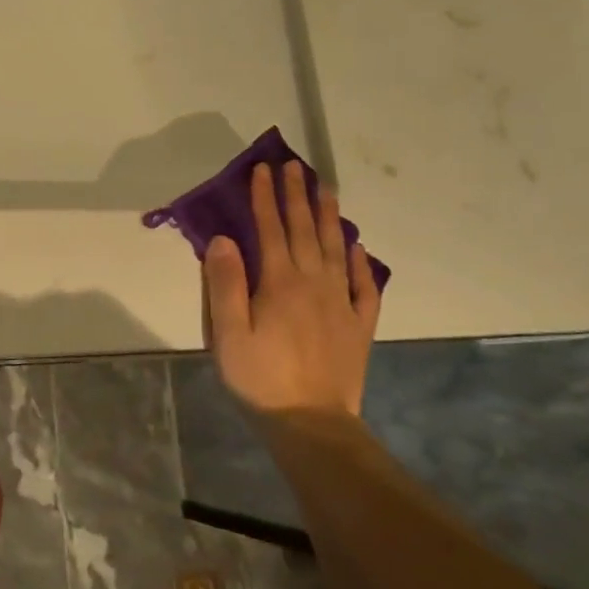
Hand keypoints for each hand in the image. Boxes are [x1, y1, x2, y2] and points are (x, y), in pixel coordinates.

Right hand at [203, 161, 380, 417]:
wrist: (311, 423)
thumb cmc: (259, 377)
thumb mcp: (227, 333)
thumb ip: (225, 284)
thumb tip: (224, 239)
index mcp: (279, 283)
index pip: (271, 230)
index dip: (264, 198)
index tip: (263, 169)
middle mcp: (314, 284)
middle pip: (305, 231)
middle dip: (296, 196)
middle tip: (294, 165)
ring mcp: (341, 303)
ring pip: (336, 249)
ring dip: (330, 217)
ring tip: (326, 189)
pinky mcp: (359, 325)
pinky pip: (364, 286)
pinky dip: (361, 262)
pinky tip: (358, 247)